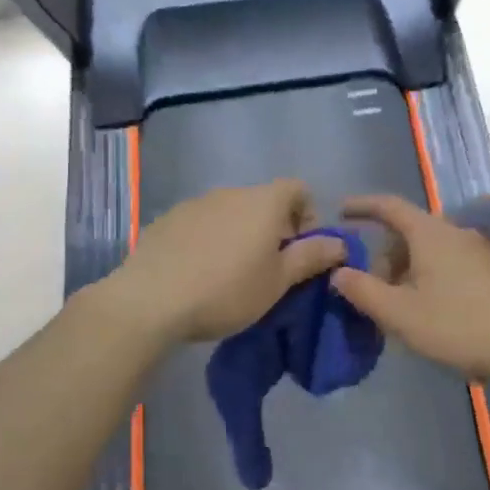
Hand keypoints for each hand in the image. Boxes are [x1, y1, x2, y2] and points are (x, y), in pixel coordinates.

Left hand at [107, 180, 346, 344]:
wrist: (150, 300)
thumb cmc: (226, 291)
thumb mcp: (277, 282)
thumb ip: (310, 257)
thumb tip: (339, 243)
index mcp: (263, 202)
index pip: (298, 188)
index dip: (308, 215)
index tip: (301, 250)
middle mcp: (230, 192)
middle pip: (263, 201)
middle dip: (273, 229)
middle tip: (269, 269)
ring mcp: (194, 203)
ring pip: (230, 213)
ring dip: (239, 234)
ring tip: (231, 274)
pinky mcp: (167, 220)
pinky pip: (200, 223)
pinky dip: (209, 240)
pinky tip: (198, 272)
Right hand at [331, 195, 489, 379]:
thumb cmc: (456, 327)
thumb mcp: (398, 314)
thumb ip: (362, 290)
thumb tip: (339, 272)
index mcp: (431, 233)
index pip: (389, 206)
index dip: (362, 206)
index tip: (340, 213)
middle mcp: (456, 233)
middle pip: (409, 231)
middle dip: (384, 254)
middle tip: (370, 287)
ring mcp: (479, 252)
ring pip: (430, 250)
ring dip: (406, 269)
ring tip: (397, 305)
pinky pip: (450, 263)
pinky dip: (429, 276)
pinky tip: (428, 310)